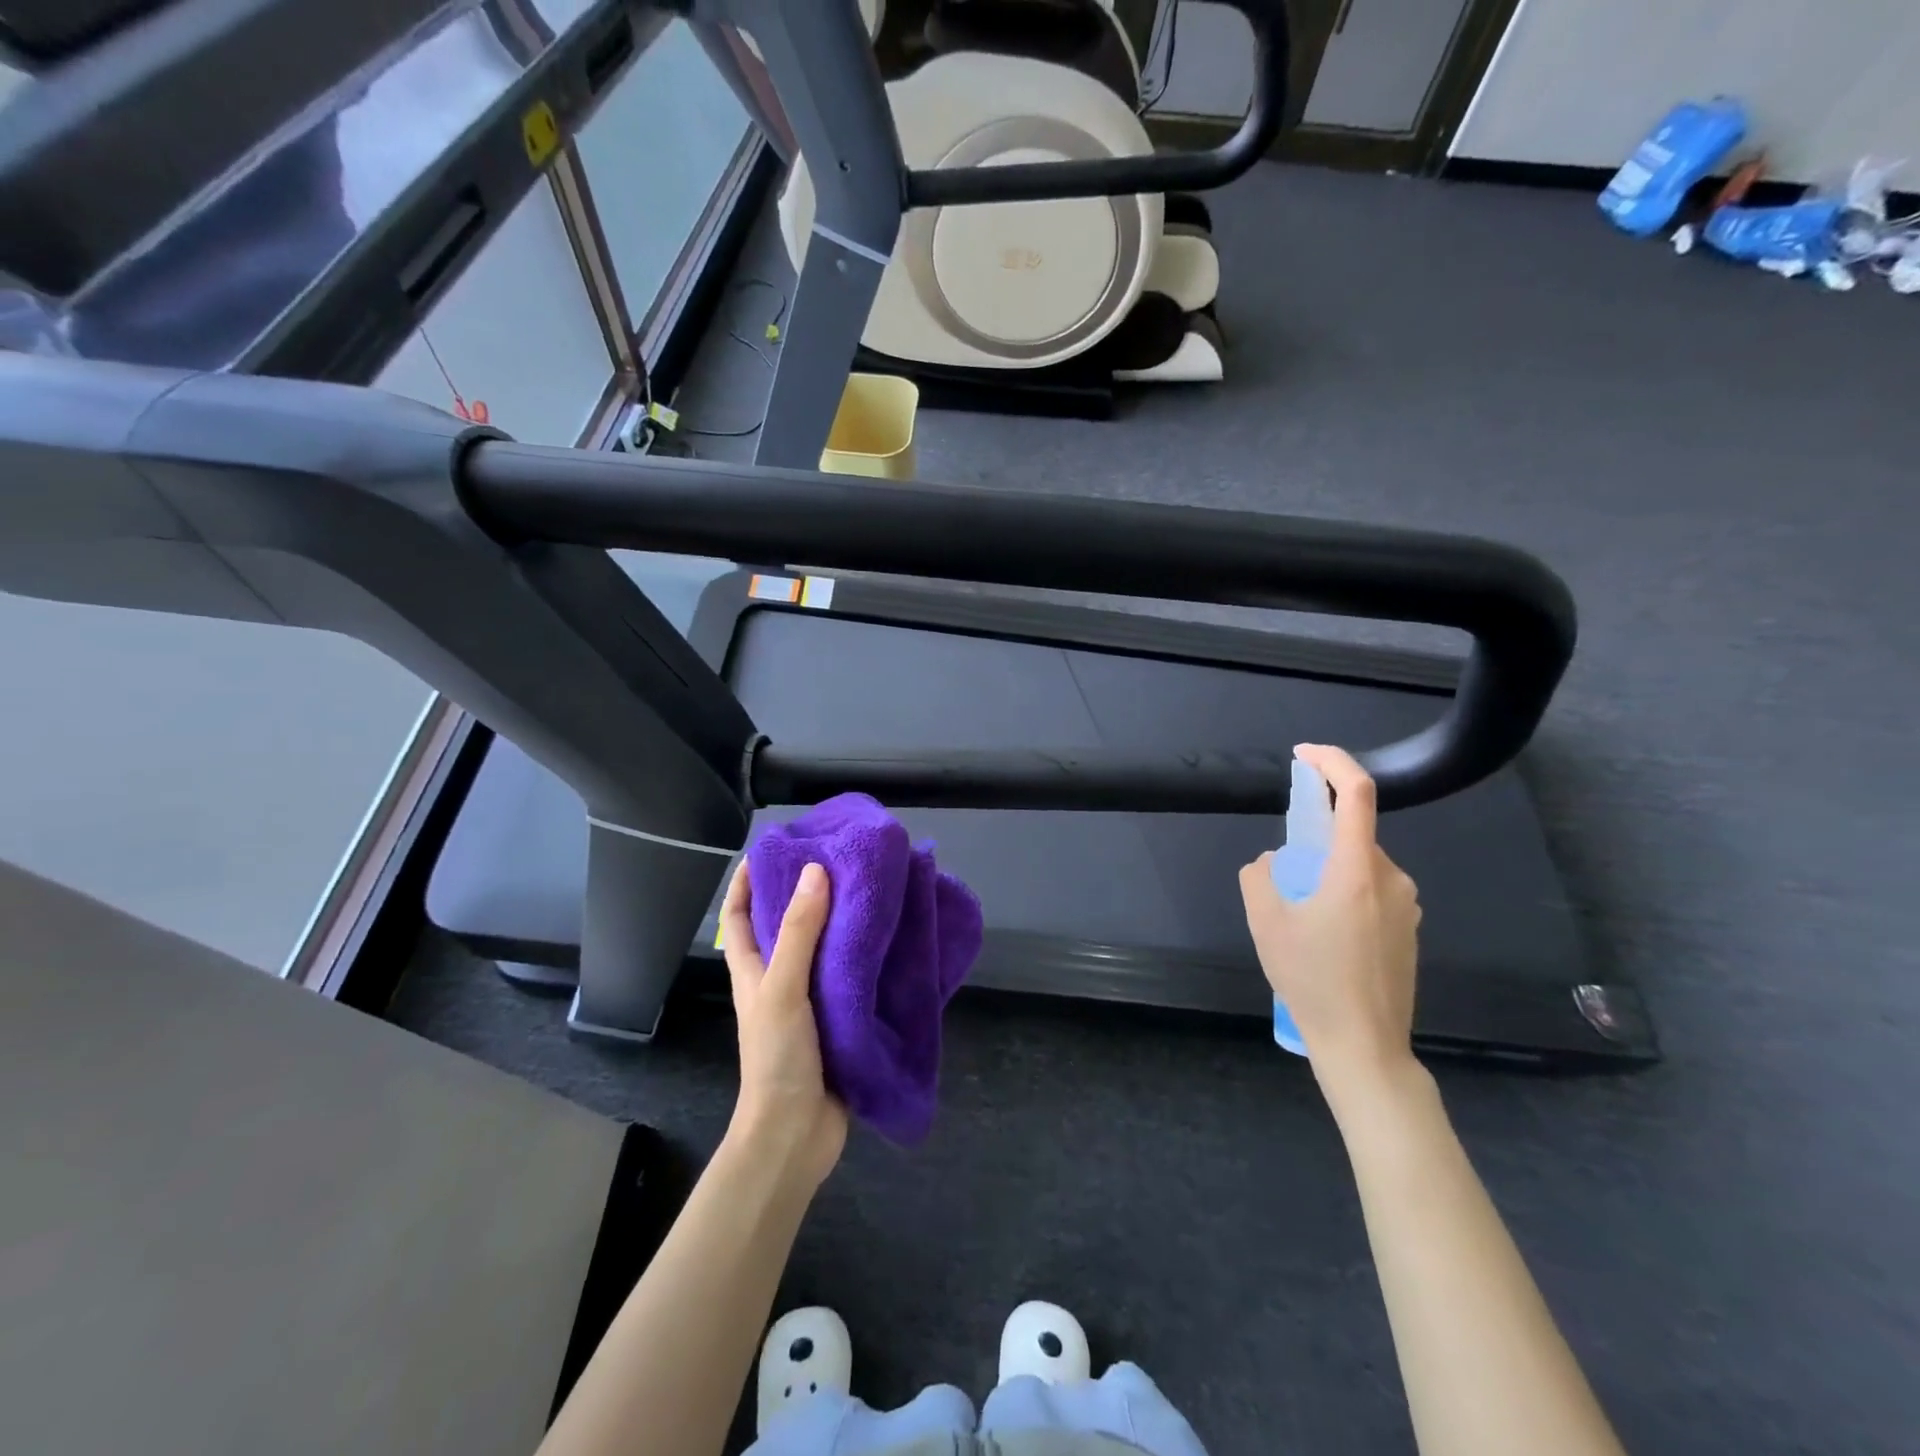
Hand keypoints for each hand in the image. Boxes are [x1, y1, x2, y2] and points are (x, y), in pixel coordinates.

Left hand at [721, 861, 848, 1190]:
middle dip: (806, 893)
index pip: (740, 915)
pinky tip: (893, 939)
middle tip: (839, 860)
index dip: (747, 881)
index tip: (772, 849)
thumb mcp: (783, 988)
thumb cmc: (778, 1057)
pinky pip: (852, 976)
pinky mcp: (840, 1018)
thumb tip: (815, 872)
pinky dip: (866, 955)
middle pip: (787, 925)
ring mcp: (810, 1001)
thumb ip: (800, 933)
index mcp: (754, 970)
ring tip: (872, 889)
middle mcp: (780, 979)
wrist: (797, 1134)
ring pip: (824, 949)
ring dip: (842, 922)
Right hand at [1239, 744, 1422, 1095]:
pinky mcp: (1410, 931)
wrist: (1365, 1046)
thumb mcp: (1266, 923)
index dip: (1331, 762)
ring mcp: (1407, 907)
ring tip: (1301, 920)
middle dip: (1314, 839)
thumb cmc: (1312, 980)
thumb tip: (1275, 861)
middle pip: (1351, 834)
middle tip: (1284, 879)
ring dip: (1327, 872)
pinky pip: (1371, 892)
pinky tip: (1325, 940)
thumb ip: (1260, 876)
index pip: (1356, 794)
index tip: (1303, 755)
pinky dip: (1343, 895)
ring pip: (1359, 866)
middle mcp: (1391, 879)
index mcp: (1357, 870)